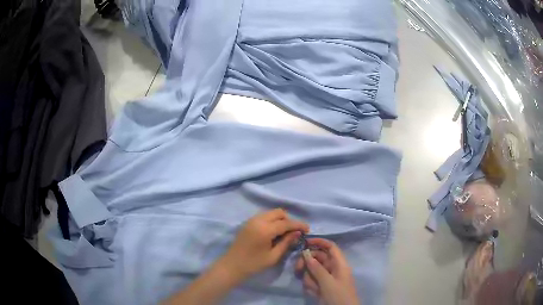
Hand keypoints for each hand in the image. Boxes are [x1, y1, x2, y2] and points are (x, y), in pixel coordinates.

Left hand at [221, 209, 308, 279]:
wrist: (232, 266)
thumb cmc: (253, 264)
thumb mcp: (273, 256)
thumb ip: (286, 242)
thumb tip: (297, 233)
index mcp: (265, 229)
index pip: (286, 223)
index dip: (298, 225)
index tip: (308, 229)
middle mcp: (258, 220)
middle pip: (279, 212)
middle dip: (289, 220)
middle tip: (295, 232)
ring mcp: (251, 220)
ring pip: (271, 213)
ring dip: (280, 219)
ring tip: (285, 233)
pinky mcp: (247, 223)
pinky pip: (264, 216)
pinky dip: (272, 220)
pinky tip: (274, 232)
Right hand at [295, 238, 359, 304]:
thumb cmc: (339, 295)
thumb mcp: (328, 282)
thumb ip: (317, 269)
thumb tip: (306, 254)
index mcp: (339, 264)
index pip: (330, 247)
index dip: (319, 242)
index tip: (305, 242)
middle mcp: (333, 269)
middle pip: (317, 258)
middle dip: (307, 263)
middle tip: (297, 269)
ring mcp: (326, 278)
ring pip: (312, 271)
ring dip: (309, 279)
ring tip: (313, 288)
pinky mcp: (321, 287)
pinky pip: (311, 282)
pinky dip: (310, 286)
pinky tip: (314, 293)